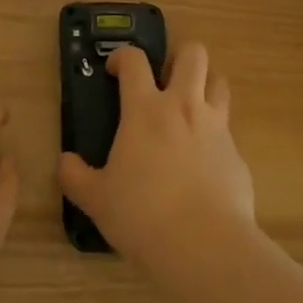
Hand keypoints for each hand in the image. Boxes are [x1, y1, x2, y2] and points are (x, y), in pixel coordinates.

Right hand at [58, 42, 255, 267]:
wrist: (206, 248)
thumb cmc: (143, 216)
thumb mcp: (97, 200)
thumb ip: (76, 177)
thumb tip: (64, 162)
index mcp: (145, 109)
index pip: (134, 60)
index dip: (122, 56)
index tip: (114, 70)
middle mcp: (184, 107)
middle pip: (193, 54)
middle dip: (179, 56)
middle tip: (165, 79)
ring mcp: (216, 128)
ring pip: (219, 82)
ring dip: (206, 85)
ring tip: (191, 106)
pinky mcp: (238, 156)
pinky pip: (229, 132)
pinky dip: (217, 137)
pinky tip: (205, 164)